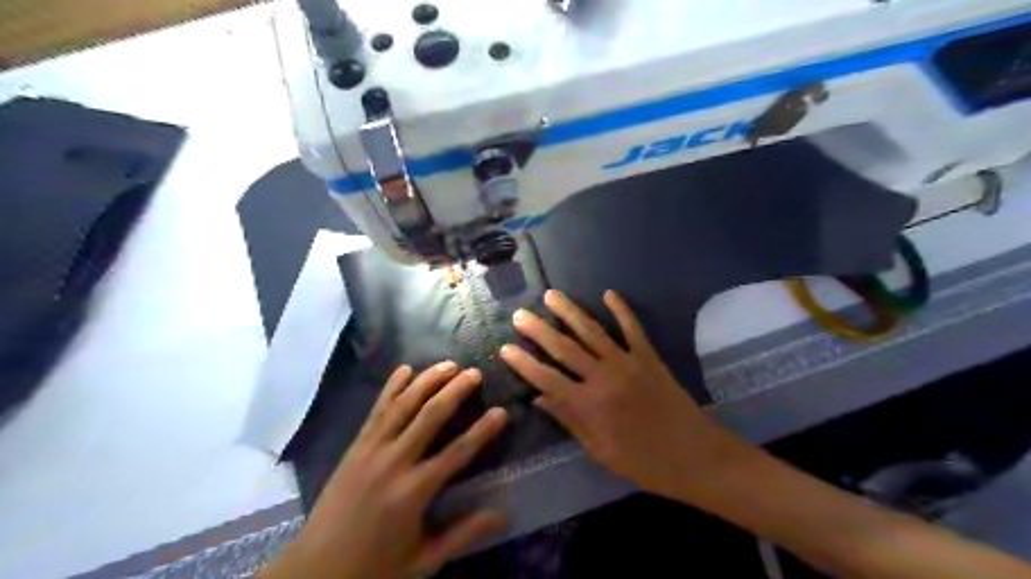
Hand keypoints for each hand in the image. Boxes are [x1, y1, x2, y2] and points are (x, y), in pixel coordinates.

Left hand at [267, 363, 505, 577]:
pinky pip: (377, 410)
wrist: (314, 570)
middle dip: (455, 391)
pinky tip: (405, 369)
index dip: (483, 430)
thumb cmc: (375, 568)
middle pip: (430, 416)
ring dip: (427, 381)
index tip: (501, 411)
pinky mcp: (356, 446)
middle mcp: (394, 462)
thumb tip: (503, 513)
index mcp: (414, 491)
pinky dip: (391, 387)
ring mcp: (371, 449)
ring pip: (403, 405)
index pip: (457, 452)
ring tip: (448, 364)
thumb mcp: (424, 559)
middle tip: (475, 373)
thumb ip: (464, 534)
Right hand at [500, 292, 732, 499]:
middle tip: (520, 314)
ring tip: (552, 296)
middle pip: (565, 348)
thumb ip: (569, 421)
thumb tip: (539, 398)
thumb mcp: (600, 451)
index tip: (505, 348)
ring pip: (593, 332)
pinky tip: (608, 293)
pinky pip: (633, 328)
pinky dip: (621, 310)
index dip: (524, 363)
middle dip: (539, 330)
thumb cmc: (644, 462)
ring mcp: (628, 363)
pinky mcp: (649, 357)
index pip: (547, 378)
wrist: (696, 456)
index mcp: (589, 405)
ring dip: (570, 312)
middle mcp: (604, 377)